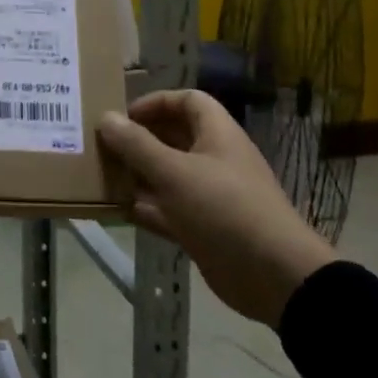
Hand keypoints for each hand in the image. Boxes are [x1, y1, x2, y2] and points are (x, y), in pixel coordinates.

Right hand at [99, 89, 335, 328]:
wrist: (274, 276)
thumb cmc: (224, 209)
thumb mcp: (174, 173)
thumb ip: (137, 145)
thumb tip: (106, 117)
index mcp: (217, 134)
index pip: (187, 101)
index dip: (156, 102)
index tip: (124, 116)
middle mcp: (215, 159)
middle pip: (173, 137)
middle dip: (140, 140)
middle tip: (104, 146)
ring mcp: (210, 196)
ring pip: (168, 176)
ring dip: (138, 175)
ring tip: (103, 176)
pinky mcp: (204, 228)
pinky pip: (169, 210)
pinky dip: (146, 208)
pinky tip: (117, 210)